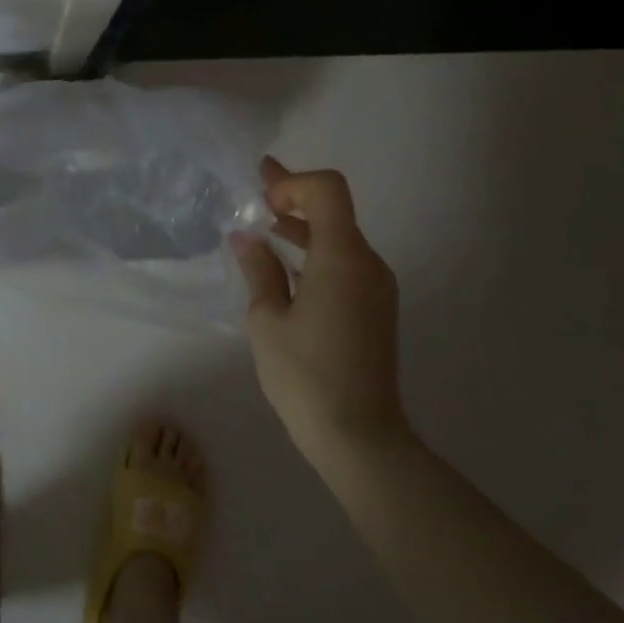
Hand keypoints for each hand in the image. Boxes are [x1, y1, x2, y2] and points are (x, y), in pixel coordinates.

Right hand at [231, 157, 407, 461]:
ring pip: (339, 236)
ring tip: (262, 224)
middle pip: (334, 208)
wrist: (361, 440)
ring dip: (302, 225)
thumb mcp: (267, 320)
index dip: (293, 182)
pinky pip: (344, 262)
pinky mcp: (374, 308)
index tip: (261, 202)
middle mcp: (367, 263)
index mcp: (343, 257)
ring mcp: (376, 287)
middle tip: (255, 189)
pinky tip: (285, 265)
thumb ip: (259, 270)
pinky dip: (315, 251)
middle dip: (292, 196)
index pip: (327, 190)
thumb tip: (247, 237)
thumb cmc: (306, 376)